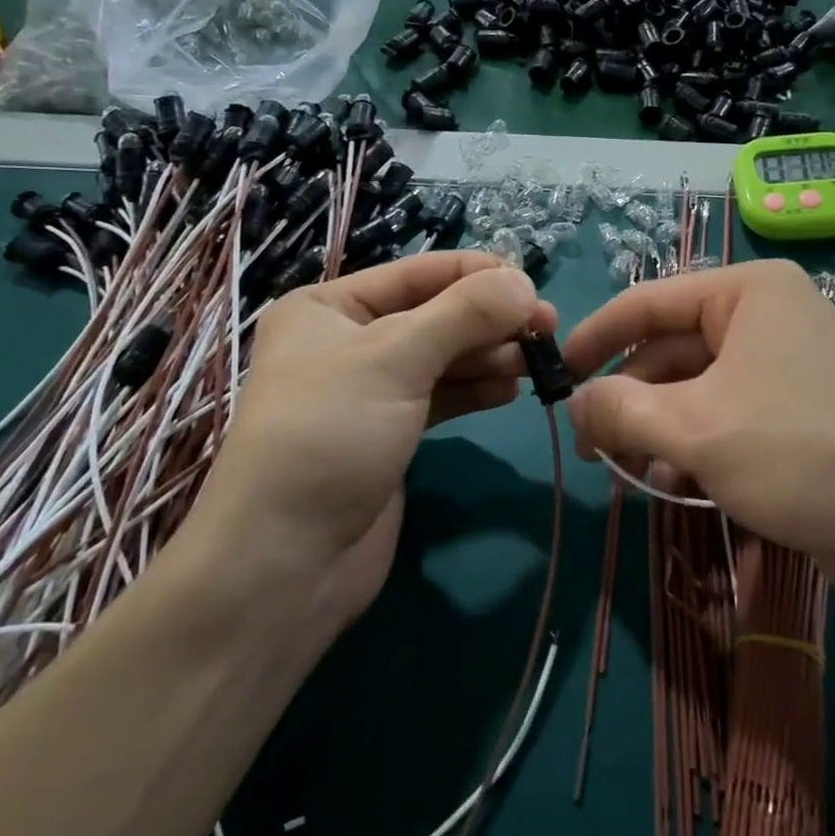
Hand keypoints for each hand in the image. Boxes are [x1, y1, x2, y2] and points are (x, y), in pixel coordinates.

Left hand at [190, 253, 554, 630]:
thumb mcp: (395, 359)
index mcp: (329, 306)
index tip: (536, 287)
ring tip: (535, 364)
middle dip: (490, 320)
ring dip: (489, 356)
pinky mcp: (391, 433)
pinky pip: (441, 396)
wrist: (286, 563)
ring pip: (443, 357)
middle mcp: (348, 341)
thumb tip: (525, 282)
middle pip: (435, 314)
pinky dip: (476, 390)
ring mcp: (370, 390)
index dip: (479, 275)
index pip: (419, 273)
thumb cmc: (330, 436)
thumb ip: (464, 314)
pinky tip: (511, 391)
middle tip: (548, 330)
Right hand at [563, 259, 834, 608]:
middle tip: (591, 447)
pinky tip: (672, 482)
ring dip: (657, 427)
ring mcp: (788, 361)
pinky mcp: (799, 407)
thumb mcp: (694, 429)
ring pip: (698, 386)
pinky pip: (728, 411)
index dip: (596, 337)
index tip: (557, 375)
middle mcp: (769, 314)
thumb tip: (575, 404)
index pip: (649, 301)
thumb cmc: (797, 452)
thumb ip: (620, 409)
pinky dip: (694, 442)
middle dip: (629, 398)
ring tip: (626, 472)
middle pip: (672, 348)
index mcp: (748, 291)